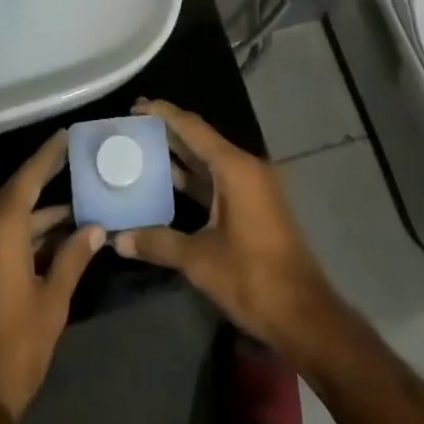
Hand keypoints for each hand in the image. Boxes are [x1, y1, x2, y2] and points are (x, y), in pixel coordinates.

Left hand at [0, 130, 105, 421]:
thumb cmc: (15, 346)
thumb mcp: (52, 301)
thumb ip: (73, 258)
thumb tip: (96, 229)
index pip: (28, 178)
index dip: (48, 156)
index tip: (66, 136)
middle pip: (15, 195)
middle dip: (45, 182)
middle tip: (74, 166)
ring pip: (5, 218)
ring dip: (36, 216)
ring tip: (74, 212)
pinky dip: (19, 233)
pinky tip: (48, 240)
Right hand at [113, 99, 339, 360]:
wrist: (305, 317)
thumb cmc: (253, 279)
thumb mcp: (200, 260)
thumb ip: (158, 243)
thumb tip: (118, 240)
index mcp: (235, 169)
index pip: (192, 128)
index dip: (163, 114)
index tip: (136, 106)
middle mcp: (246, 168)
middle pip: (201, 139)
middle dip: (168, 132)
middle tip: (133, 128)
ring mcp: (253, 187)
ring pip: (210, 161)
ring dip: (180, 156)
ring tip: (143, 150)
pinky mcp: (255, 206)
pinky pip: (219, 180)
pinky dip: (194, 179)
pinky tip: (169, 183)